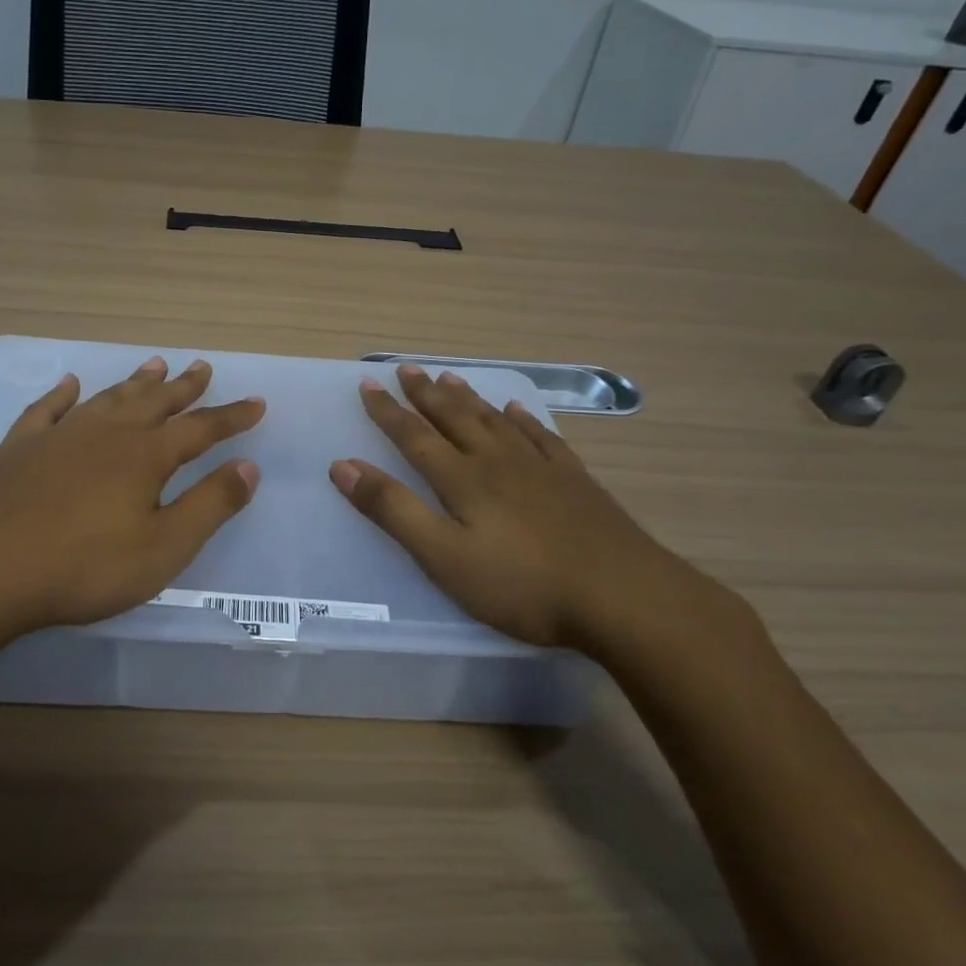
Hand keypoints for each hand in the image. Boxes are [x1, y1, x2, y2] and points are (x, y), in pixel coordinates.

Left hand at [0, 356, 264, 635]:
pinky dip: (62, 394)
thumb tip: (249, 466)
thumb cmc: (85, 568)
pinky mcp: (20, 448)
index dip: (231, 416)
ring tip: (154, 364)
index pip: (200, 429)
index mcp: (145, 456)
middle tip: (202, 367)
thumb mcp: (163, 547)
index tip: (256, 402)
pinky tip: (70, 384)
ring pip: (107, 398)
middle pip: (154, 402)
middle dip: (183, 387)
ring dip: (134, 382)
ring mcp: (59, 436)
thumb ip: (210, 504)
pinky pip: (46, 409)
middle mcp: (106, 433)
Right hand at [329, 364, 699, 652]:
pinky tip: (518, 409)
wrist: (622, 596)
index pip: (414, 436)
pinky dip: (523, 419)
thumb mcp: (444, 557)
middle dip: (424, 395)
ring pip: (495, 420)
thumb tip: (343, 466)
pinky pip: (541, 437)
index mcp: (463, 479)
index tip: (368, 384)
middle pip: (454, 418)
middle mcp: (497, 461)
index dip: (388, 411)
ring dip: (468, 398)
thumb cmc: (522, 584)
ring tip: (449, 378)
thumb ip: (393, 510)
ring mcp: (540, 468)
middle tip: (406, 369)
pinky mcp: (575, 482)